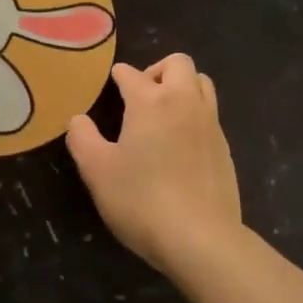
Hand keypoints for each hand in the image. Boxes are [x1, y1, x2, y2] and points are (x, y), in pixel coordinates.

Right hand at [66, 54, 242, 272]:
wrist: (200, 238)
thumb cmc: (141, 200)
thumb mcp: (97, 171)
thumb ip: (83, 139)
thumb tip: (78, 119)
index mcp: (151, 102)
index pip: (131, 74)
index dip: (118, 75)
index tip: (111, 83)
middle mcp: (185, 102)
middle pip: (178, 64)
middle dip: (157, 70)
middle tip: (140, 95)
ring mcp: (210, 124)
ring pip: (202, 83)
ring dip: (182, 87)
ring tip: (163, 113)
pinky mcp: (224, 148)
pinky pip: (210, 114)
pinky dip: (194, 114)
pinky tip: (180, 144)